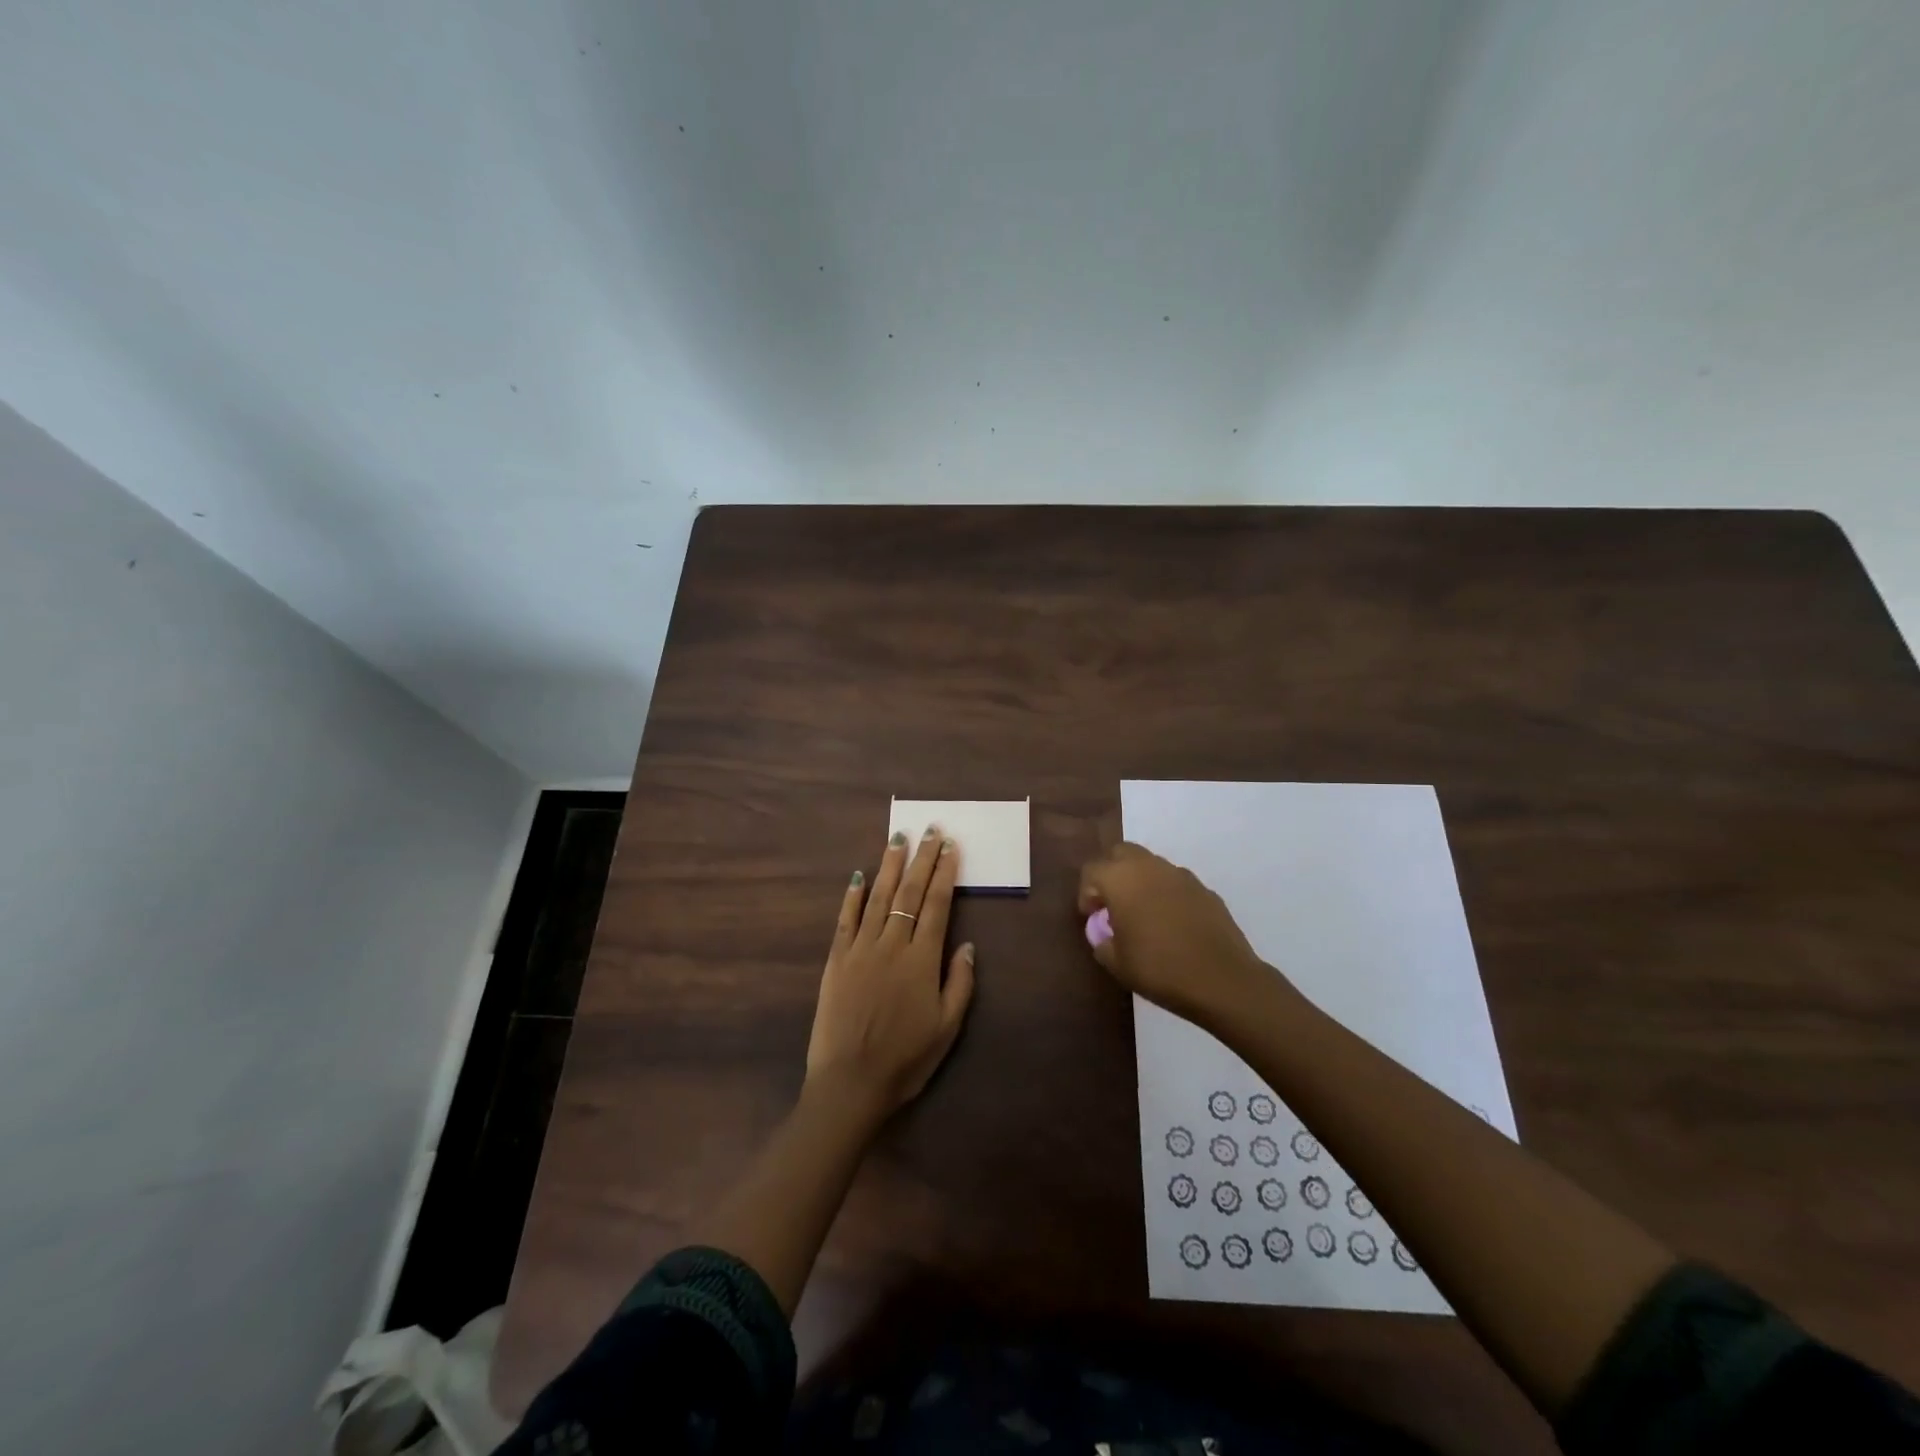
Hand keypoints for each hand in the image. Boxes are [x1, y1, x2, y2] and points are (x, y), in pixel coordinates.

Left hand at [806, 827, 975, 1116]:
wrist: (850, 1082)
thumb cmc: (905, 1059)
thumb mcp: (947, 1028)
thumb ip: (959, 983)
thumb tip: (966, 944)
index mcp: (921, 959)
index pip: (937, 905)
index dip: (945, 873)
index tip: (950, 847)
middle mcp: (891, 944)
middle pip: (910, 893)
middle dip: (922, 859)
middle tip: (929, 830)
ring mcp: (860, 949)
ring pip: (878, 897)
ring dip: (890, 866)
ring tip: (898, 838)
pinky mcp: (836, 960)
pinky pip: (845, 920)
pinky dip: (852, 896)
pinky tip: (858, 876)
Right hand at [1077, 842, 1279, 1025]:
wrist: (1222, 980)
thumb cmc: (1160, 969)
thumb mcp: (1117, 963)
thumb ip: (1102, 942)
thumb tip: (1104, 934)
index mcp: (1121, 879)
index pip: (1092, 870)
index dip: (1086, 893)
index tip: (1091, 918)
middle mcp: (1149, 867)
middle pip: (1121, 853)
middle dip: (1112, 874)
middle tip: (1113, 905)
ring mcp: (1181, 875)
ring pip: (1151, 864)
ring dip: (1140, 881)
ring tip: (1143, 915)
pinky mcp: (1205, 889)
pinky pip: (1176, 883)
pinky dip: (1167, 894)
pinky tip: (1173, 924)